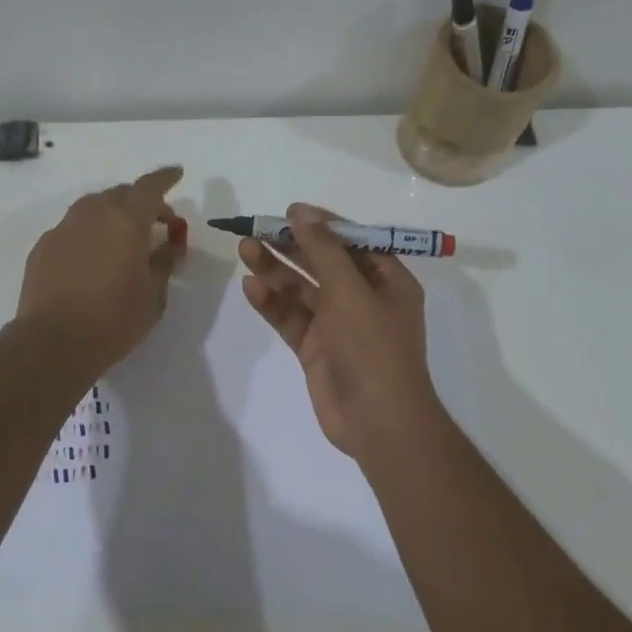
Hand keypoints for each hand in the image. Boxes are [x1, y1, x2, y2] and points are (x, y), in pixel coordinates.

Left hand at [15, 167, 185, 374]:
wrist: (53, 342)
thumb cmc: (113, 320)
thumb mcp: (153, 296)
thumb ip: (164, 263)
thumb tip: (168, 245)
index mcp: (126, 221)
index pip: (150, 187)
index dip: (165, 178)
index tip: (177, 174)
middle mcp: (92, 215)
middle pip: (120, 193)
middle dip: (141, 201)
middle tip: (155, 223)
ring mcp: (63, 229)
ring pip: (93, 207)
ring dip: (112, 213)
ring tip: (123, 237)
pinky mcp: (43, 247)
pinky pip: (72, 228)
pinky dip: (89, 233)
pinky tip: (93, 257)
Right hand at [238, 204, 444, 459]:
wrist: (378, 420)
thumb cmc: (373, 347)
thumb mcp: (351, 290)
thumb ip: (323, 250)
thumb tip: (301, 211)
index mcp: (387, 280)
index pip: (352, 241)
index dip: (321, 225)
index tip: (289, 211)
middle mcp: (363, 298)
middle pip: (322, 263)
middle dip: (291, 246)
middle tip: (256, 229)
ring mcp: (338, 325)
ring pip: (302, 290)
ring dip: (276, 271)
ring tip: (245, 250)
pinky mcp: (315, 348)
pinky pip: (291, 318)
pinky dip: (273, 303)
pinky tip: (251, 287)